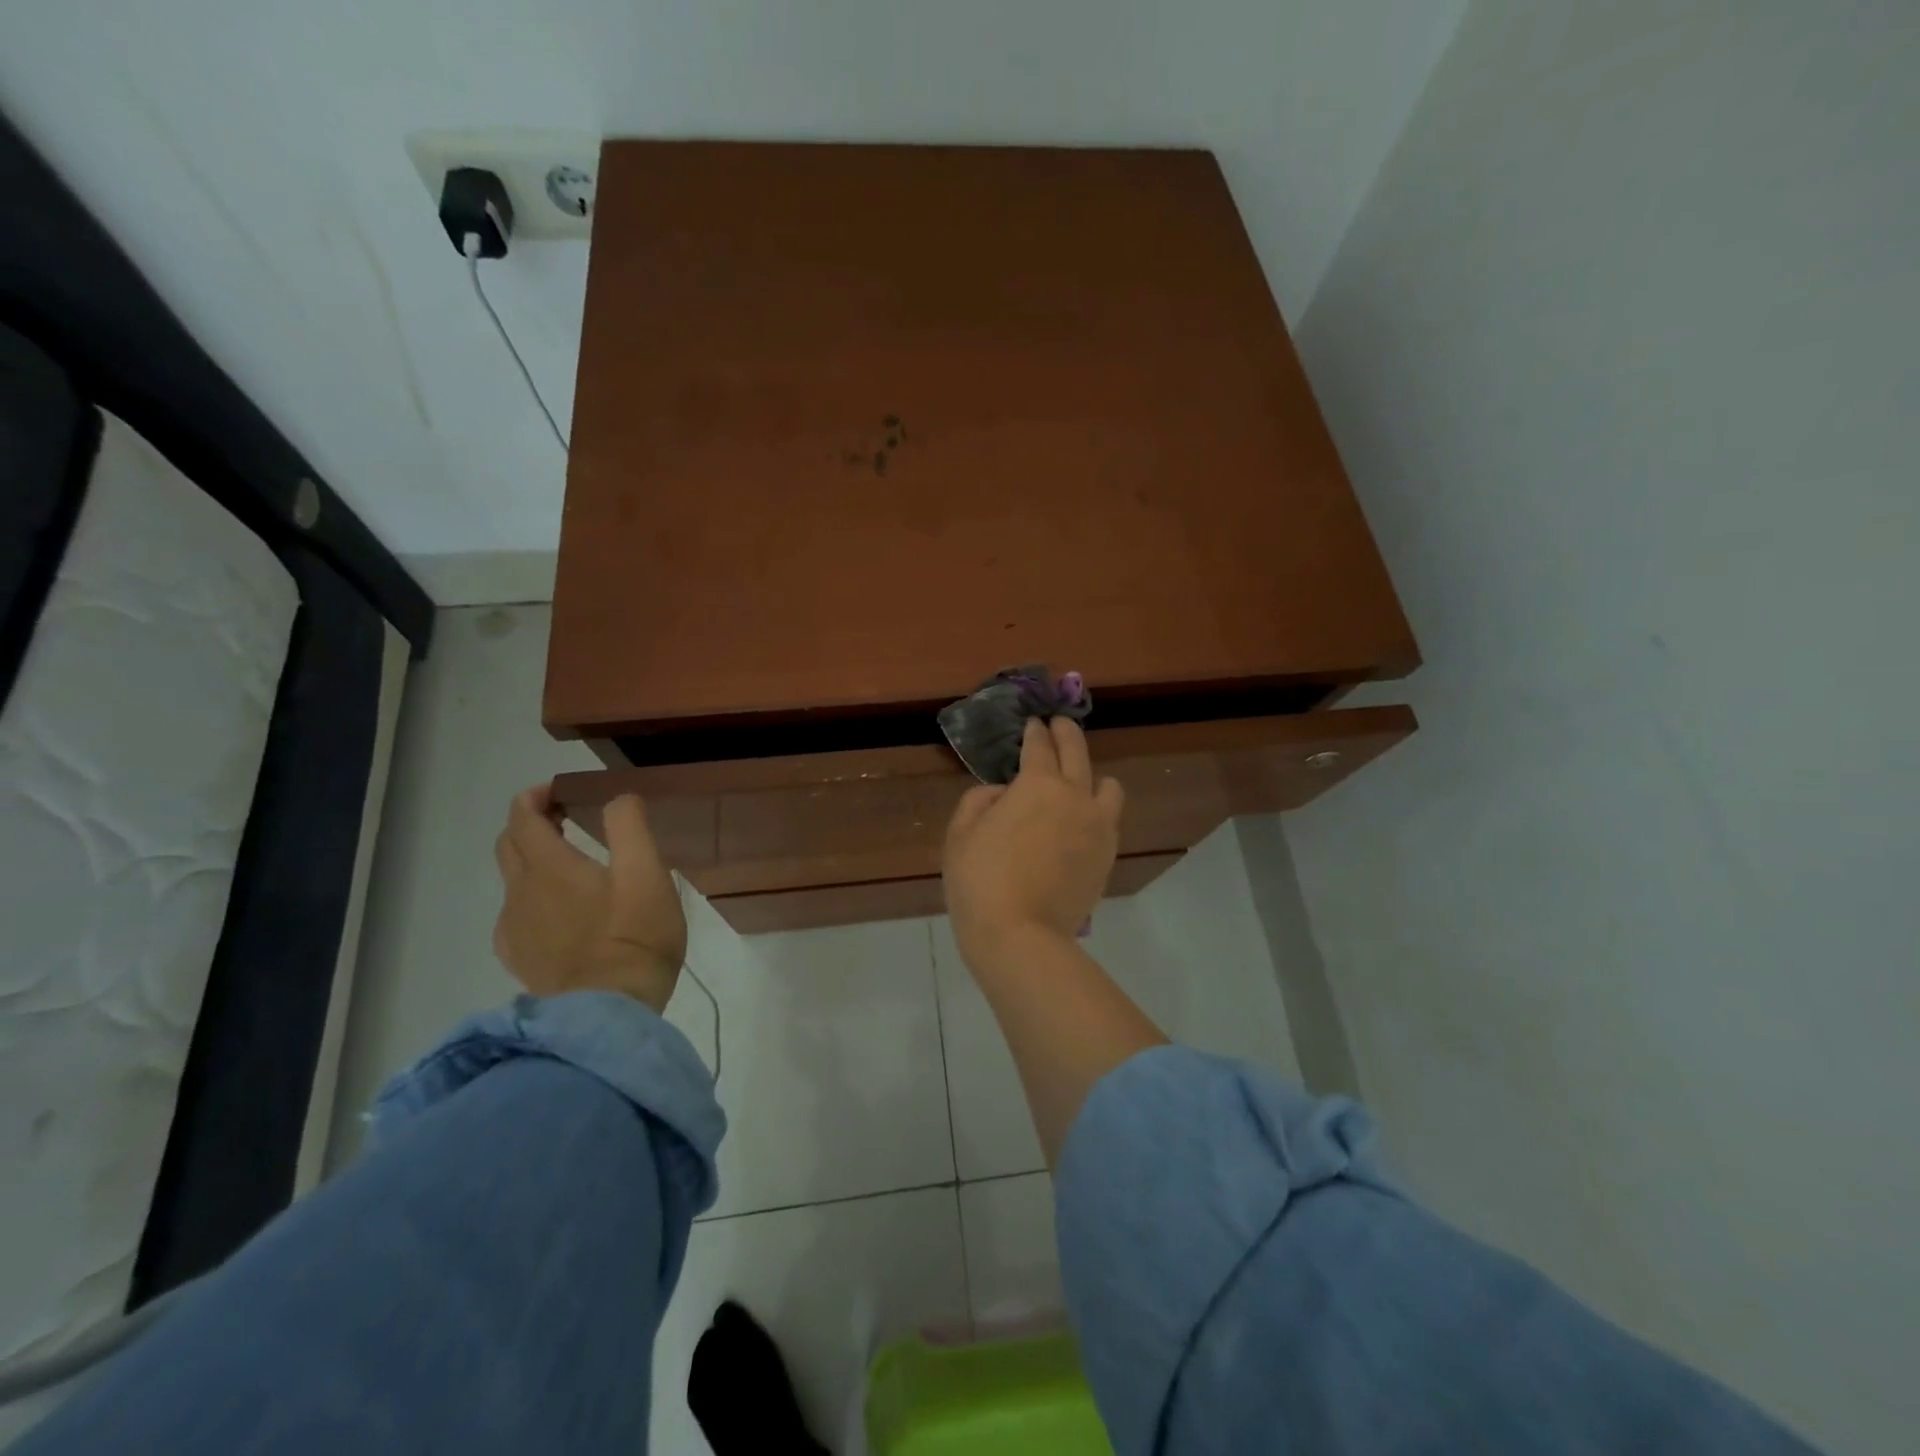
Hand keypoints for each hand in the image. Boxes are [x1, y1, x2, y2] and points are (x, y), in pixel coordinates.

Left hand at [492, 783, 685, 1011]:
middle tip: (568, 820)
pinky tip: (560, 914)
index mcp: (548, 865)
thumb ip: (629, 826)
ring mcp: (513, 929)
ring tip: (572, 868)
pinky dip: (531, 899)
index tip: (564, 791)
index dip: (536, 796)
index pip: (522, 816)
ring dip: (533, 862)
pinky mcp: (519, 958)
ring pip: (511, 881)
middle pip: (508, 844)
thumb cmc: (634, 934)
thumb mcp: (647, 872)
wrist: (609, 1010)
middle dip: (531, 824)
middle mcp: (519, 892)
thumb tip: (618, 798)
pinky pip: (514, 916)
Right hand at [943, 718, 1124, 965]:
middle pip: (1078, 752)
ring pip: (1108, 786)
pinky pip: (1110, 819)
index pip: (1039, 746)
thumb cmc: (981, 880)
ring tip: (1078, 781)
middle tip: (1059, 724)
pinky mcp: (1108, 855)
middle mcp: (1076, 796)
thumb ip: (980, 798)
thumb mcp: (961, 833)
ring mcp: (1098, 826)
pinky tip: (1081, 819)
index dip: (1035, 730)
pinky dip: (1098, 810)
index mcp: (1038, 784)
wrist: (1021, 936)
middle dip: (1066, 733)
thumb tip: (1003, 793)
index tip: (1033, 722)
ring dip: (1092, 775)